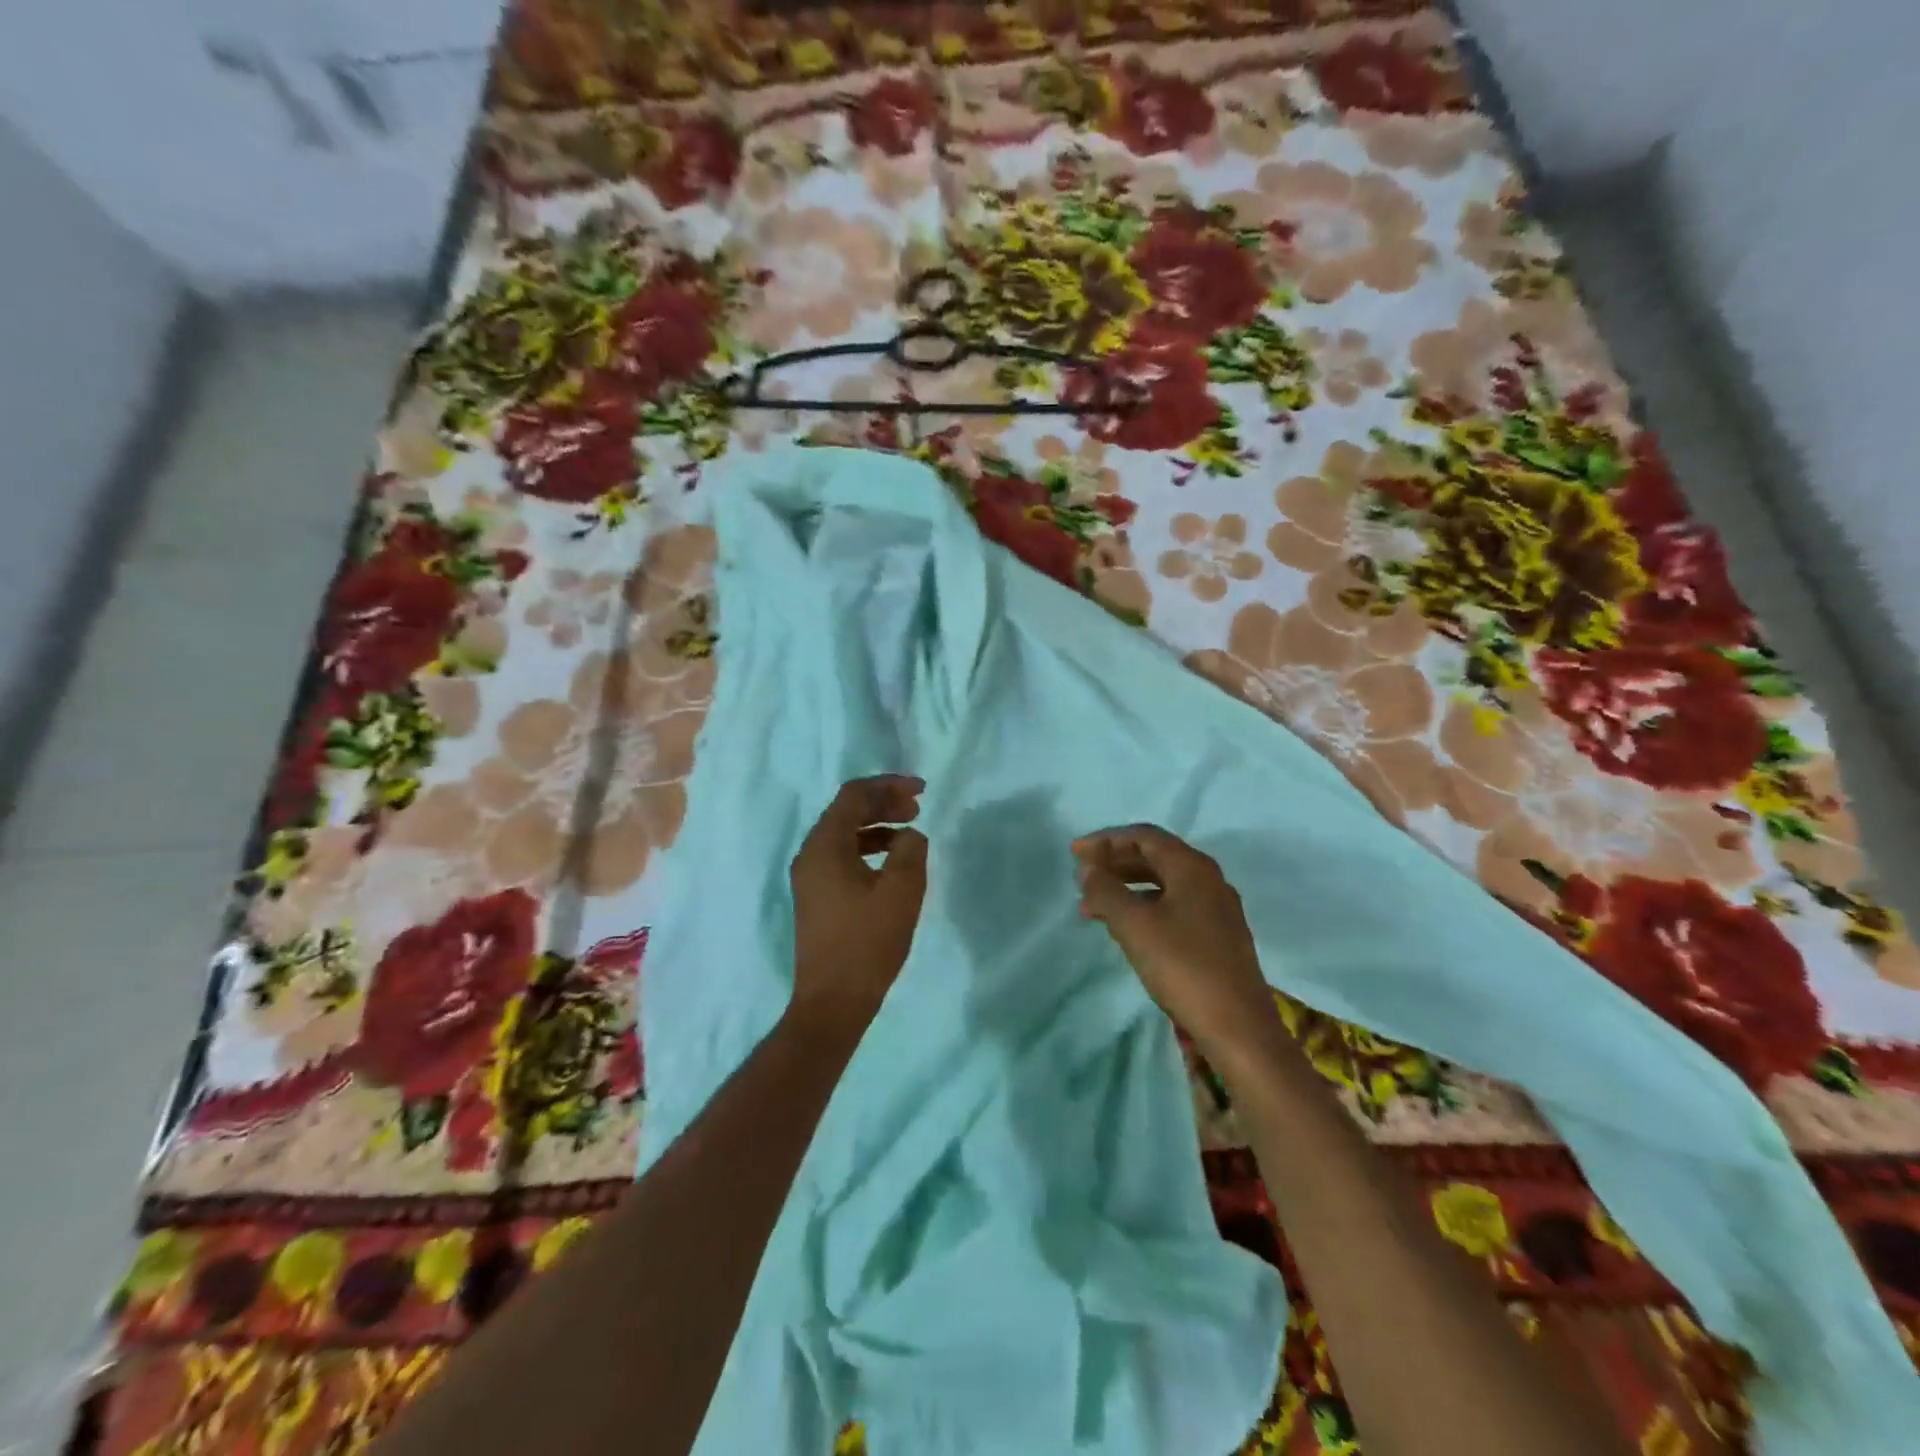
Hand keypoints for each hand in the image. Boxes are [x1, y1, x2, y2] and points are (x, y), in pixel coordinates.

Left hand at [788, 775, 928, 1037]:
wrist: (832, 1002)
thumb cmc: (867, 943)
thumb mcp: (900, 891)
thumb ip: (909, 851)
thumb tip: (909, 836)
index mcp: (824, 846)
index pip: (853, 795)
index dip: (889, 786)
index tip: (922, 791)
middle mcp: (810, 855)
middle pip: (846, 811)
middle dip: (883, 804)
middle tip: (918, 809)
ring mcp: (810, 878)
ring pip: (844, 835)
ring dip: (878, 827)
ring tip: (910, 833)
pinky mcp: (817, 898)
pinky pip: (842, 857)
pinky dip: (869, 849)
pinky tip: (893, 864)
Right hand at [1072, 825, 1279, 1060]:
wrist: (1238, 1027)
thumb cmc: (1183, 966)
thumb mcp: (1134, 925)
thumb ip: (1106, 891)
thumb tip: (1088, 869)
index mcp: (1193, 868)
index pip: (1144, 837)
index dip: (1106, 840)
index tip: (1075, 853)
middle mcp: (1209, 880)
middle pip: (1155, 857)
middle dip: (1115, 863)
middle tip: (1082, 876)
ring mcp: (1217, 910)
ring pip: (1164, 884)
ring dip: (1127, 888)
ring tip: (1093, 907)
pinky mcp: (1218, 937)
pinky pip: (1174, 907)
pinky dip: (1144, 908)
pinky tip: (1126, 929)